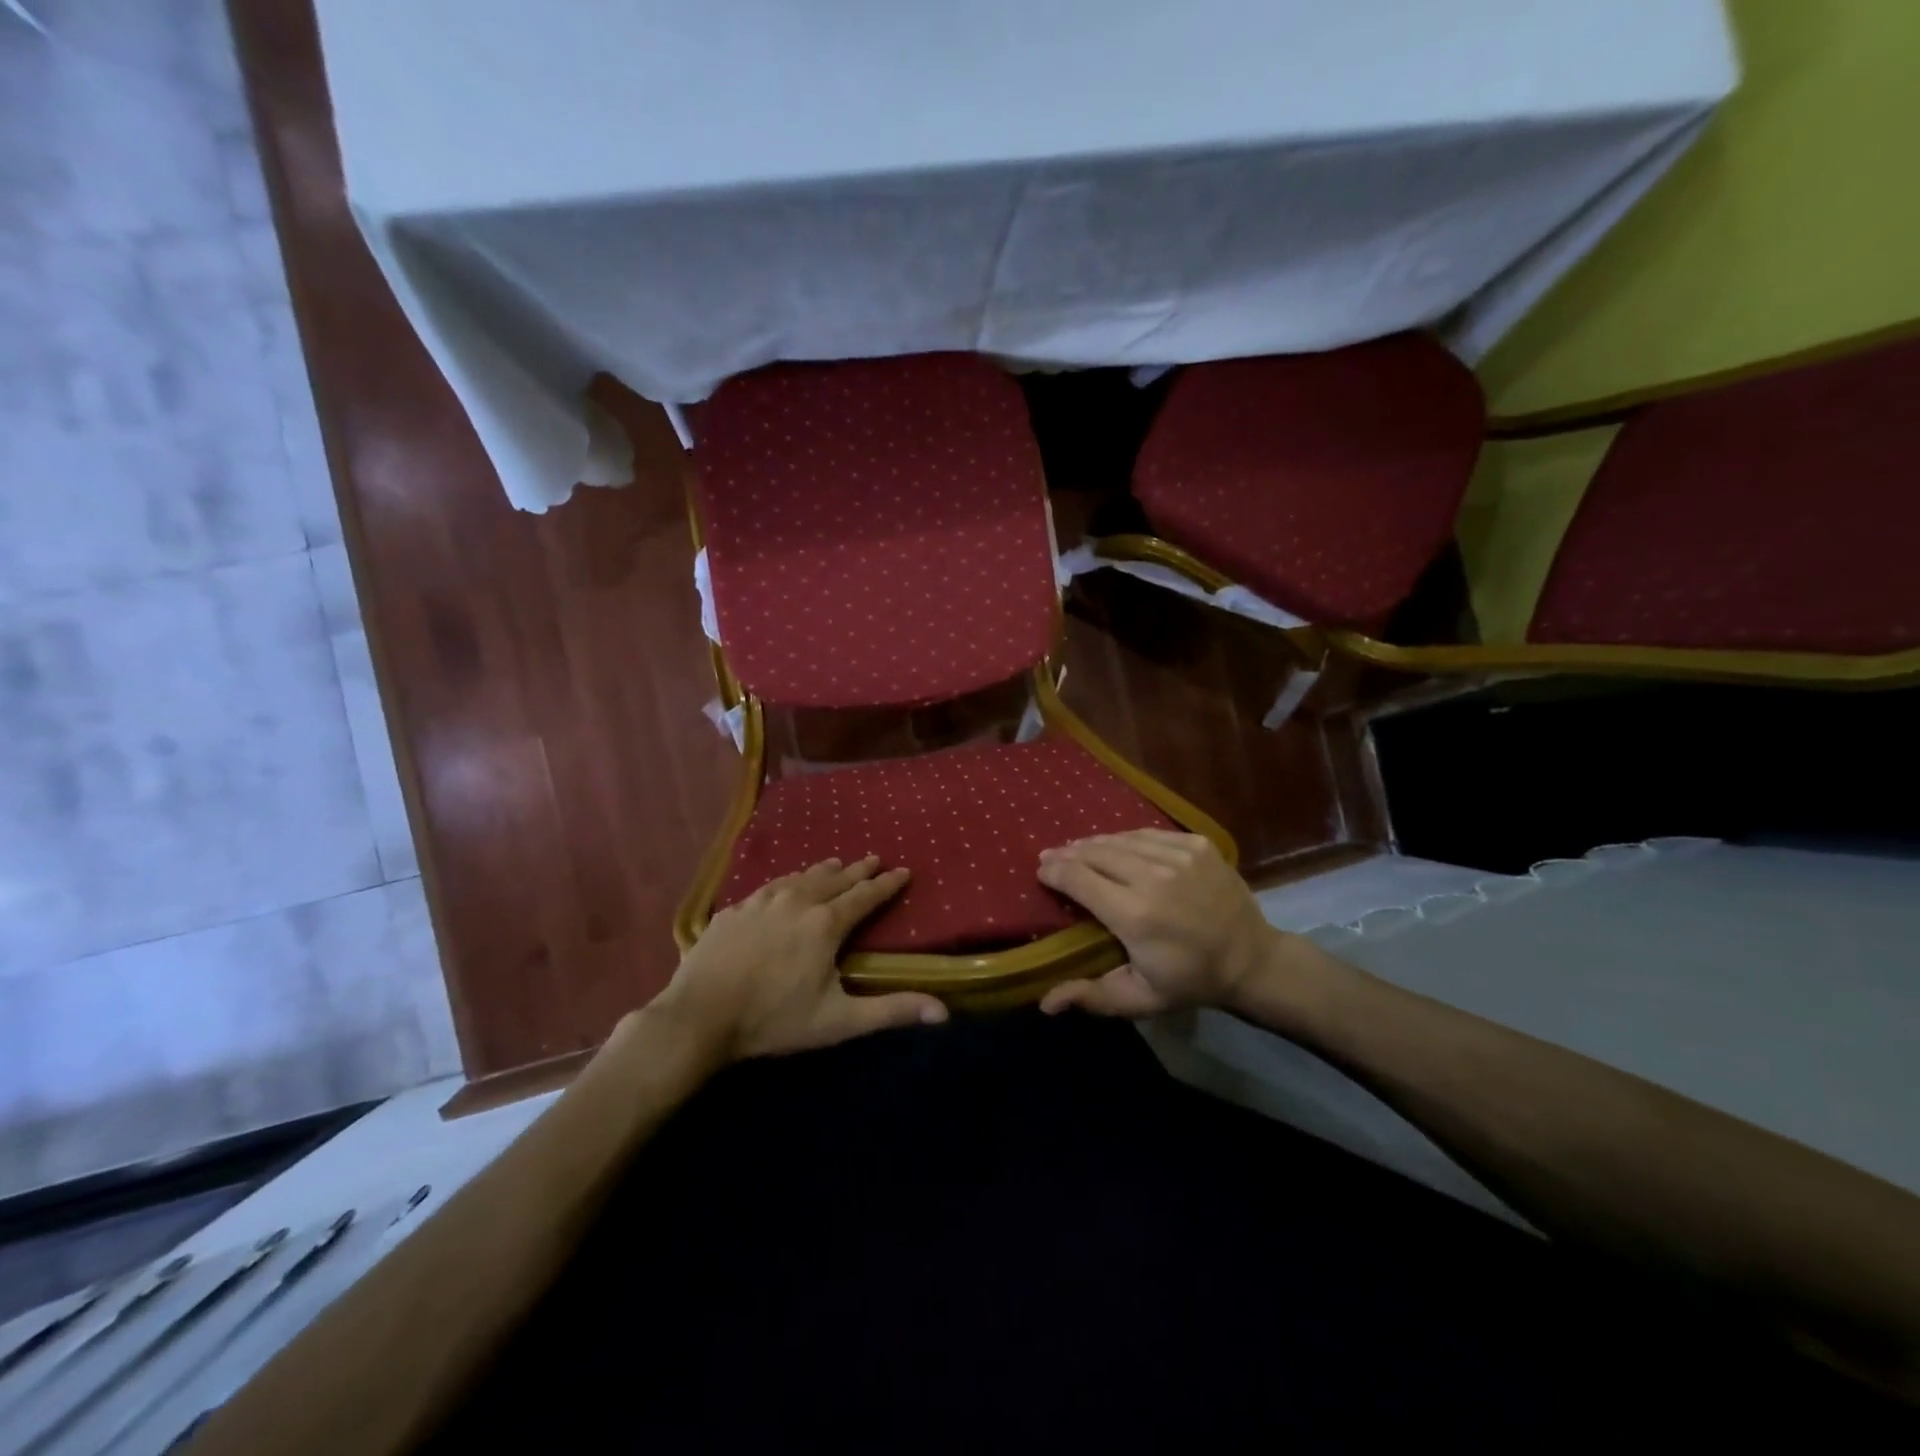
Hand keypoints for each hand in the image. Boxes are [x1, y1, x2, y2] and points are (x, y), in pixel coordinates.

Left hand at [656, 856, 947, 1061]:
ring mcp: (761, 902)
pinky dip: (786, 882)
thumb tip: (943, 1012)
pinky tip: (783, 886)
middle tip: (873, 858)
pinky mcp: (733, 910)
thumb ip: (891, 1011)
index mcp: (825, 924)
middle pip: (834, 879)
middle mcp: (797, 901)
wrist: (699, 1016)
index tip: (904, 870)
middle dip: (858, 869)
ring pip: (800, 877)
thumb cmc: (774, 1019)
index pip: (865, 896)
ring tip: (834, 863)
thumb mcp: (839, 1020)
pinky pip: (768, 887)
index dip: (887, 884)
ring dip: (822, 870)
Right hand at [1036, 830, 1274, 1018]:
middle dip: (1068, 853)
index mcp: (1135, 915)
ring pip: (1121, 839)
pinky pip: (1149, 834)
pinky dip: (1127, 837)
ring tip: (1077, 847)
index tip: (1041, 871)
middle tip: (1051, 855)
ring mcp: (1178, 856)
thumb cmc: (1190, 981)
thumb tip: (1045, 1003)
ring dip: (1094, 843)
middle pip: (1096, 853)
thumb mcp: (1140, 998)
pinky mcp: (1197, 845)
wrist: (1252, 960)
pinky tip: (1116, 843)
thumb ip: (1091, 997)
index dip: (1054, 871)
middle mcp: (1153, 877)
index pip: (1079, 879)